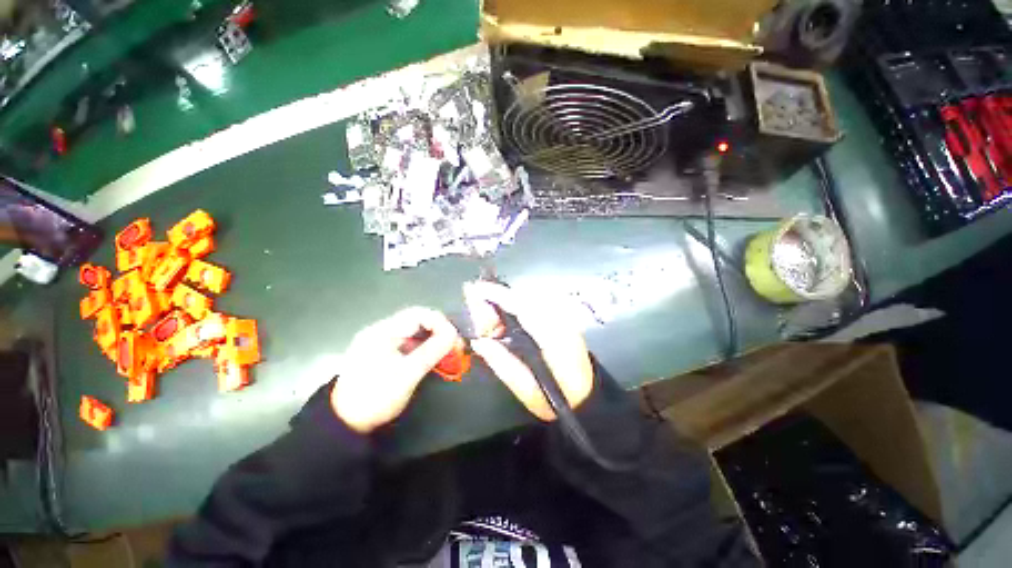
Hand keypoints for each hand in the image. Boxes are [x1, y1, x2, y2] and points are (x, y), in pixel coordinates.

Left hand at [331, 307, 459, 432]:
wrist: (345, 424)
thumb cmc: (376, 397)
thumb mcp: (407, 374)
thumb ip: (432, 351)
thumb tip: (454, 333)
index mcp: (382, 331)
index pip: (418, 314)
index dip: (439, 322)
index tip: (454, 338)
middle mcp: (381, 332)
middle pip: (416, 322)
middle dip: (439, 331)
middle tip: (455, 346)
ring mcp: (380, 343)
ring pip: (414, 334)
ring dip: (433, 341)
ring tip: (448, 353)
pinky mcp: (382, 355)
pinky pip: (408, 345)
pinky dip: (423, 349)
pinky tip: (432, 359)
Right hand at [464, 282, 593, 420]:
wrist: (589, 397)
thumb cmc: (559, 399)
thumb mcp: (528, 390)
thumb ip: (502, 364)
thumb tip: (479, 341)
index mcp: (554, 338)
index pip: (523, 307)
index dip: (499, 295)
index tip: (476, 289)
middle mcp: (560, 321)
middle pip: (524, 298)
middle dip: (498, 300)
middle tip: (479, 317)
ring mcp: (563, 318)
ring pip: (527, 300)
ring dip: (505, 305)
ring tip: (489, 323)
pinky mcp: (561, 319)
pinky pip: (533, 306)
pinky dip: (515, 309)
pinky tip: (505, 323)